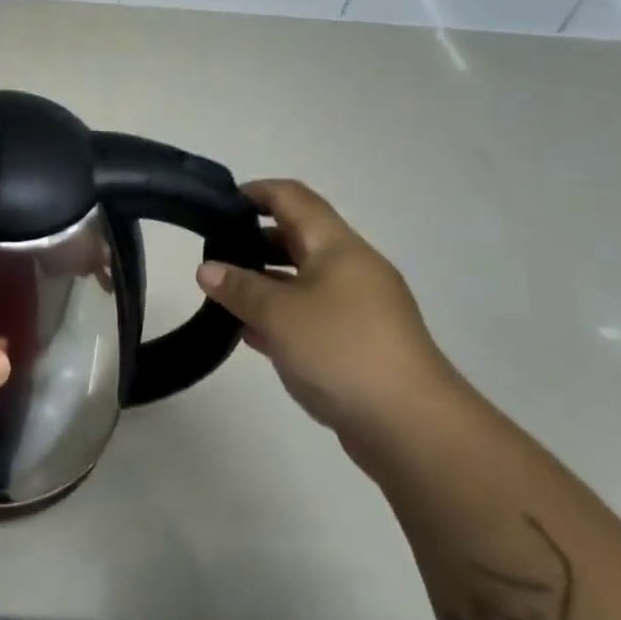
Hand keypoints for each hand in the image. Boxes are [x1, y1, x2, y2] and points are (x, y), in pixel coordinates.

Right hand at [195, 180, 458, 447]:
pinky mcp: (358, 344)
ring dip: (264, 282)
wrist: (413, 427)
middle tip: (212, 254)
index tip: (218, 205)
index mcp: (337, 246)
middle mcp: (351, 268)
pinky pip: (311, 315)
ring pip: (302, 279)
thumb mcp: (278, 314)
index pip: (293, 198)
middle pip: (297, 237)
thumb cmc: (342, 350)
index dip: (256, 192)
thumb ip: (239, 288)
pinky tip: (249, 332)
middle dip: (253, 240)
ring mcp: (359, 308)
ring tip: (222, 293)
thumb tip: (207, 269)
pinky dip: (280, 316)